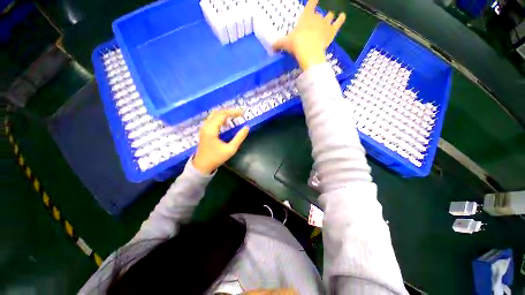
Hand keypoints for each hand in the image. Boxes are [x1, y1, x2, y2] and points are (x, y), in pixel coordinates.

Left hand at [193, 109, 249, 173]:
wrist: (202, 166)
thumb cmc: (216, 158)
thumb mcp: (231, 149)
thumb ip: (239, 138)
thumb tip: (247, 127)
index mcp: (211, 130)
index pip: (223, 115)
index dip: (233, 112)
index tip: (242, 113)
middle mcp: (206, 126)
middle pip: (217, 112)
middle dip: (229, 111)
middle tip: (239, 113)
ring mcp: (203, 128)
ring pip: (213, 115)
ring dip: (224, 113)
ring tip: (234, 115)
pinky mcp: (204, 131)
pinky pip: (212, 119)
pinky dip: (220, 117)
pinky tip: (226, 121)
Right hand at [272, 0, 345, 70]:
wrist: (309, 52)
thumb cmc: (296, 45)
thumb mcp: (285, 44)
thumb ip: (278, 44)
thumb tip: (271, 48)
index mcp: (306, 16)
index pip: (311, 2)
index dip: (313, 0)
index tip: (314, 0)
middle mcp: (317, 16)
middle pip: (320, 13)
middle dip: (318, 17)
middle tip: (316, 23)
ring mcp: (326, 23)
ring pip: (329, 15)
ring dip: (329, 17)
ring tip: (329, 18)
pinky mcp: (332, 31)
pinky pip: (339, 22)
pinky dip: (341, 18)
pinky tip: (342, 16)